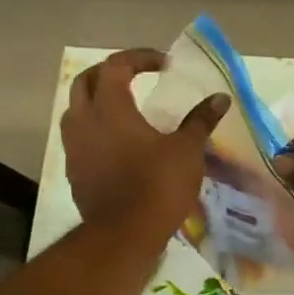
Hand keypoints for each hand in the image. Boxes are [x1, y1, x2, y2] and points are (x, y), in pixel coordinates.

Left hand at [62, 49, 228, 237]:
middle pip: (85, 81)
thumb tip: (219, 98)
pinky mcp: (74, 171)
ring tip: (122, 107)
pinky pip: (78, 138)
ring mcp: (74, 148)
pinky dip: (94, 129)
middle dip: (109, 72)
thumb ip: (200, 120)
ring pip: (75, 110)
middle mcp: (84, 122)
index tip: (164, 65)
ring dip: (96, 101)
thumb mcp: (187, 150)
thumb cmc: (156, 186)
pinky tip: (115, 143)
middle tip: (135, 76)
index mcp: (110, 108)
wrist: (123, 236)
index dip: (139, 57)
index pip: (116, 66)